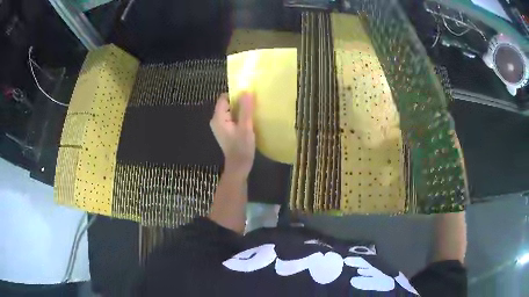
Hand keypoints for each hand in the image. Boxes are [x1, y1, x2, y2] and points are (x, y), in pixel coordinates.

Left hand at [210, 93, 255, 177]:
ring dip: (241, 109)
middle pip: (227, 104)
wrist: (239, 166)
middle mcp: (216, 120)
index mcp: (218, 118)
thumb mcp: (245, 127)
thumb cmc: (241, 147)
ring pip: (230, 111)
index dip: (235, 94)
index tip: (248, 94)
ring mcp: (220, 126)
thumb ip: (246, 109)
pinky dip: (239, 116)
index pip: (224, 98)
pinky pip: (232, 118)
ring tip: (253, 110)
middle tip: (253, 102)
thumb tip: (246, 91)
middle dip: (239, 101)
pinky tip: (249, 119)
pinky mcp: (225, 131)